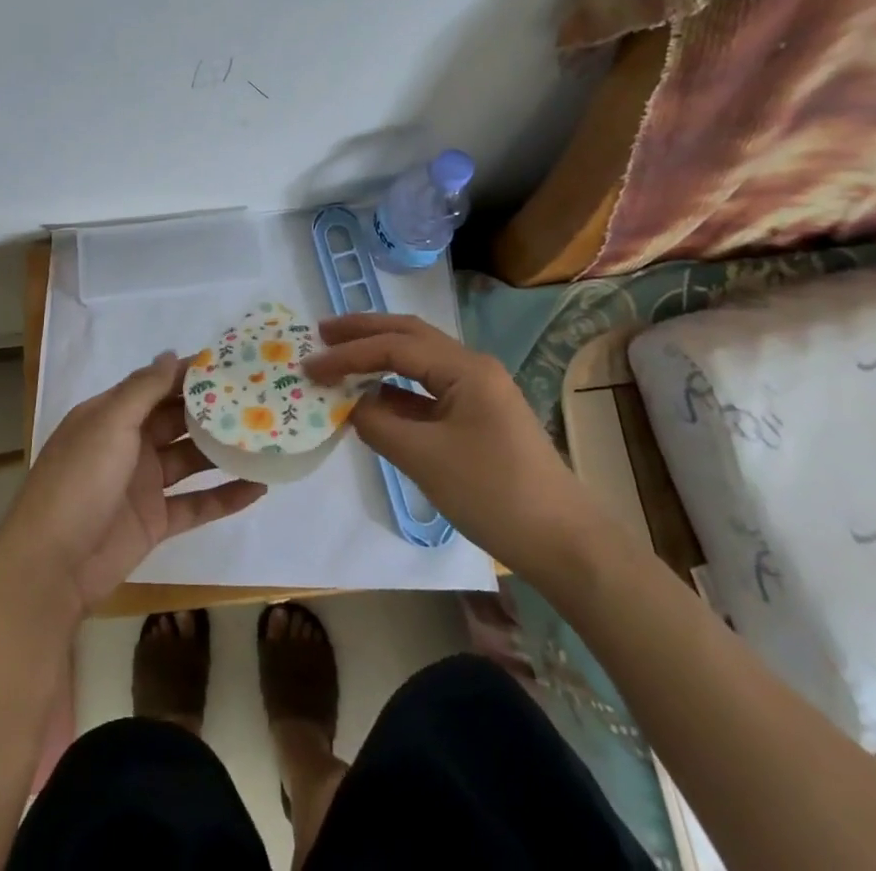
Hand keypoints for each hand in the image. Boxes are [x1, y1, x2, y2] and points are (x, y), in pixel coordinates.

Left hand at [0, 354, 266, 616]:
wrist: (51, 566)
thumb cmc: (79, 481)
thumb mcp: (109, 424)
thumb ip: (143, 389)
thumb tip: (172, 354)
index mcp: (111, 416)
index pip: (156, 385)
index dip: (190, 374)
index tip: (232, 363)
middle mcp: (129, 444)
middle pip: (177, 420)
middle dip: (213, 410)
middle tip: (259, 397)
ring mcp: (143, 484)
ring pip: (191, 460)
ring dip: (223, 451)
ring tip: (267, 437)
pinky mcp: (156, 522)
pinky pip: (197, 504)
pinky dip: (225, 497)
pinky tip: (260, 487)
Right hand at [301, 313, 605, 584]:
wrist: (564, 543)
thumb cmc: (494, 493)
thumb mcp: (425, 459)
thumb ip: (379, 424)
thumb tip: (350, 406)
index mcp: (464, 368)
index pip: (394, 347)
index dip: (348, 354)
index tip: (310, 365)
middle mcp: (471, 367)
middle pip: (409, 336)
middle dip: (364, 331)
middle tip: (322, 332)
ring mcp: (477, 391)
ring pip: (418, 360)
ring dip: (379, 356)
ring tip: (340, 356)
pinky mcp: (477, 417)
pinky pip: (427, 389)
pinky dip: (395, 388)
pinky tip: (372, 397)